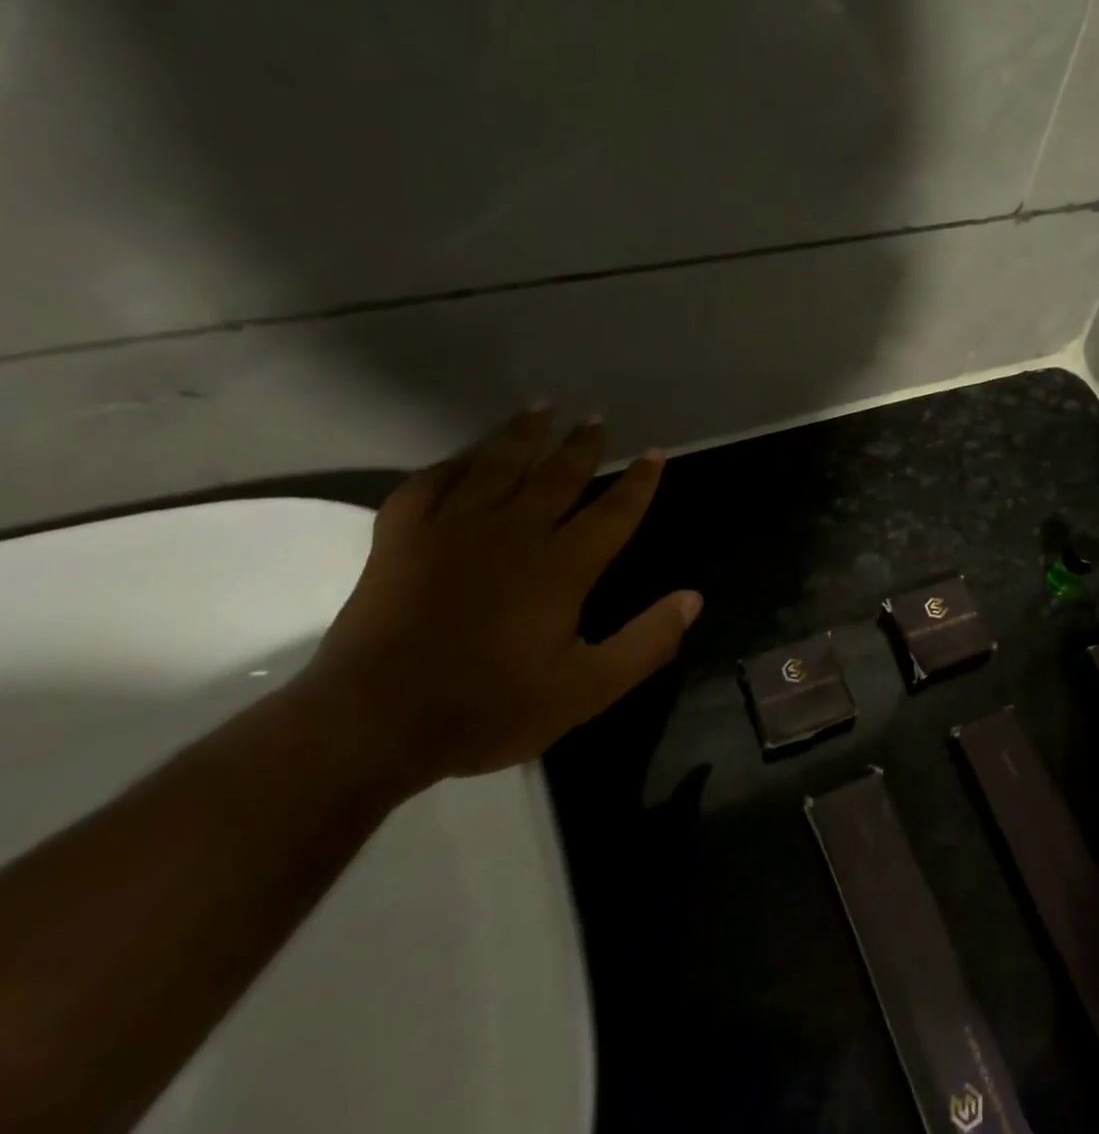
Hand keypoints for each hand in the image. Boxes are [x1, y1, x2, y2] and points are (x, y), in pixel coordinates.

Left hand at [300, 408, 702, 794]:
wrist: (371, 726)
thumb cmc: (489, 708)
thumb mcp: (587, 690)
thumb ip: (646, 643)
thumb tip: (693, 598)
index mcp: (561, 566)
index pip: (613, 511)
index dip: (639, 482)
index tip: (655, 453)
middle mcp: (513, 534)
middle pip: (557, 476)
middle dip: (582, 445)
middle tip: (597, 418)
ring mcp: (451, 532)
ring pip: (495, 467)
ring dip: (522, 435)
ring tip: (541, 408)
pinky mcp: (401, 542)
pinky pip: (426, 487)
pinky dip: (447, 468)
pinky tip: (461, 461)